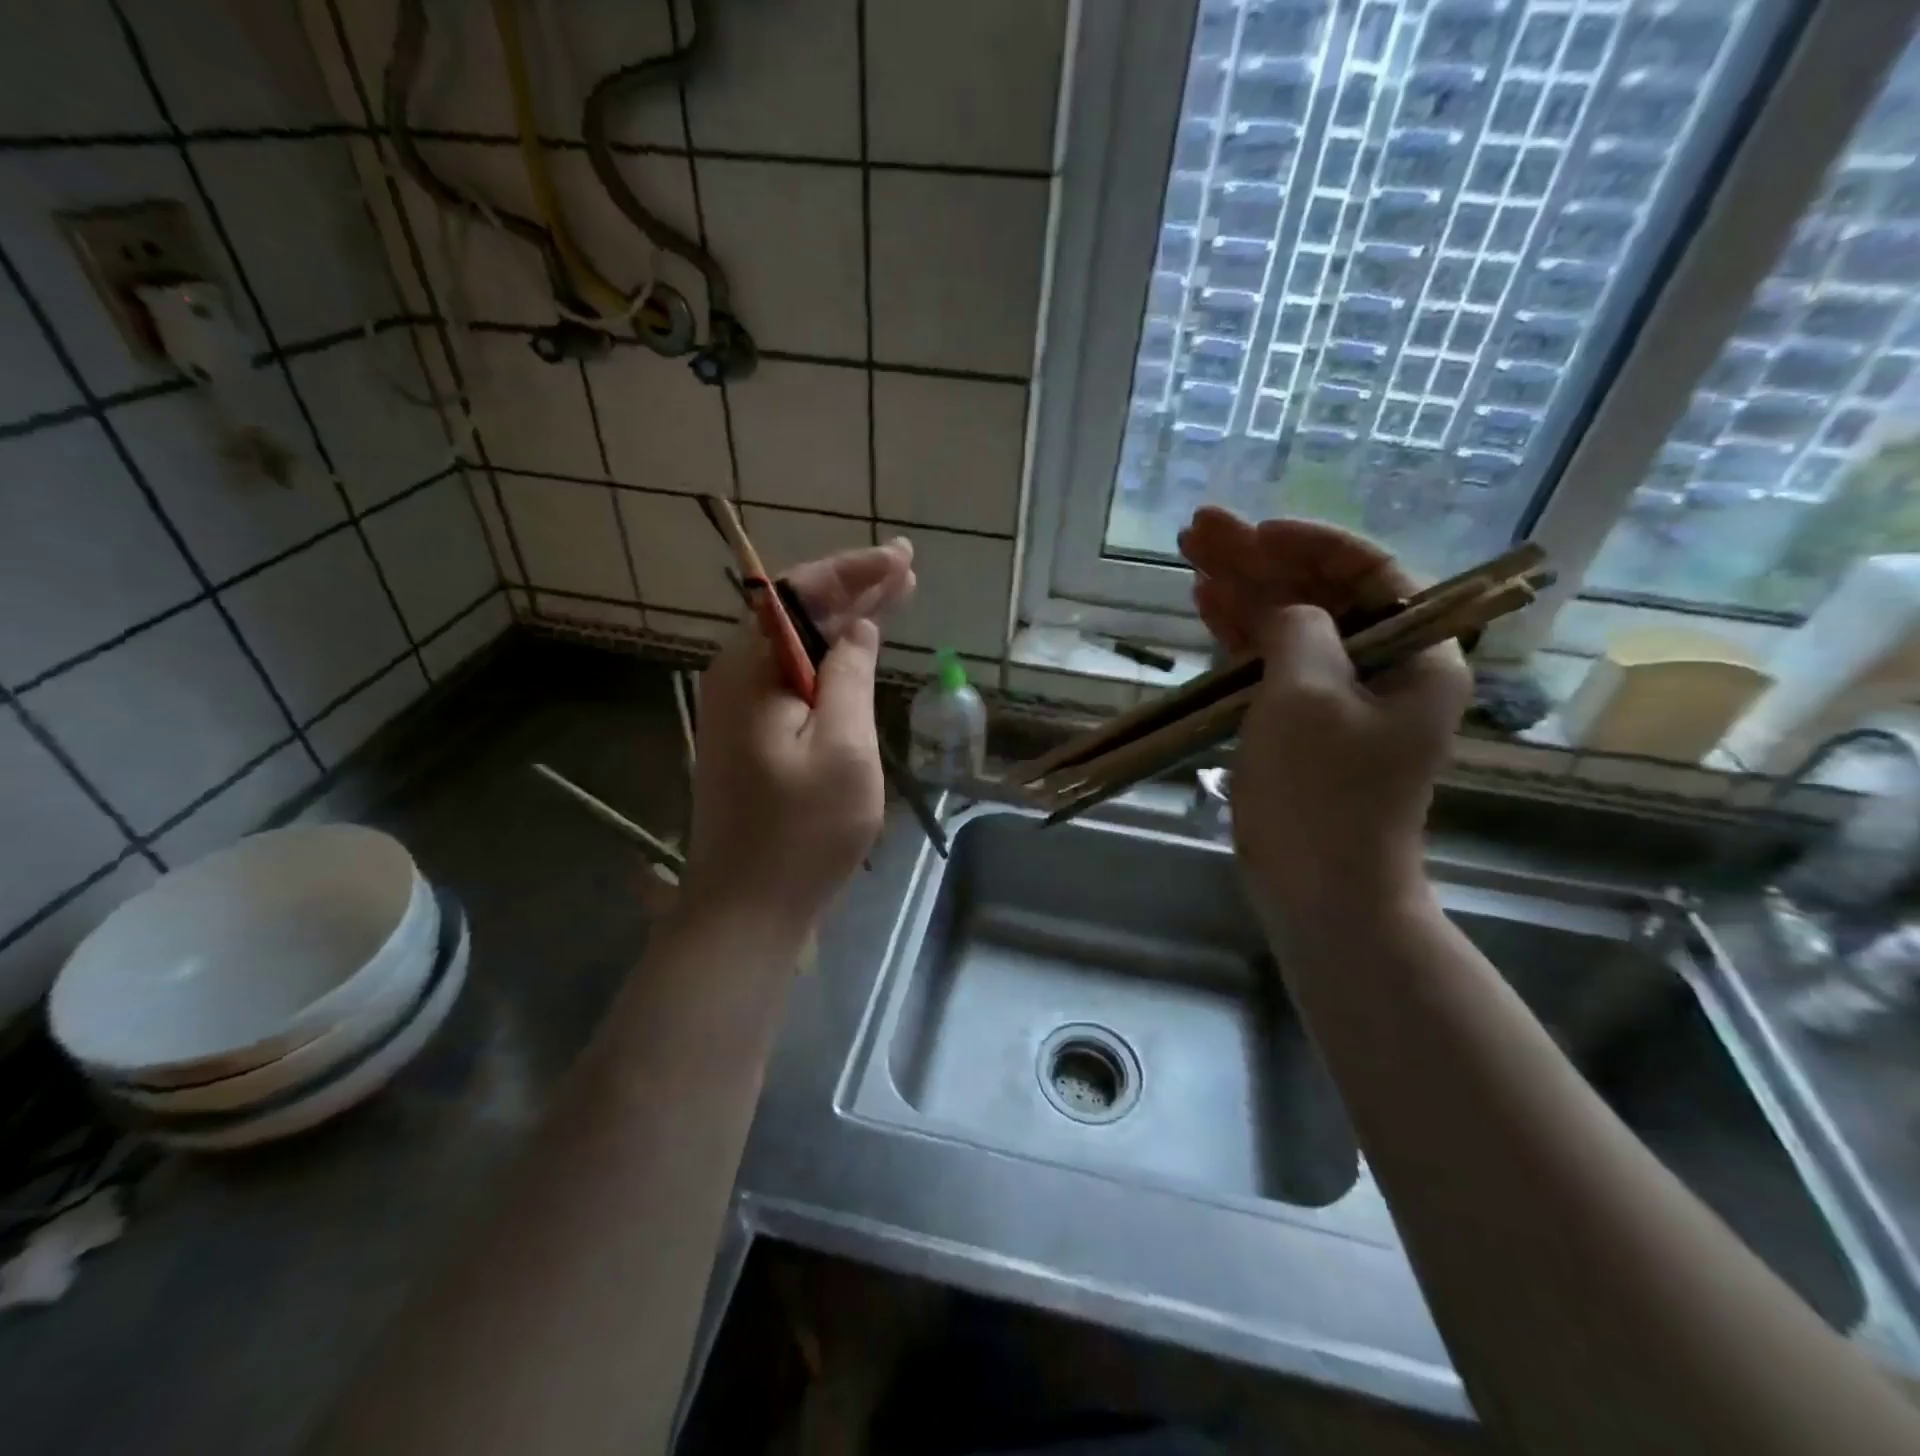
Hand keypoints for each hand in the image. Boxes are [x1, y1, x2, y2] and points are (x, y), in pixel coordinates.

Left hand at [681, 539, 915, 935]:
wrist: (748, 908)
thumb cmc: (801, 832)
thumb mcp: (843, 748)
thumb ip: (849, 677)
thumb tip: (858, 630)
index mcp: (751, 670)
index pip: (799, 594)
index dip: (853, 571)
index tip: (901, 559)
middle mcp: (737, 678)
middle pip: (797, 615)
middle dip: (853, 588)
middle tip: (906, 567)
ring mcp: (741, 709)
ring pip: (798, 647)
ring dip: (845, 621)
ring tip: (893, 595)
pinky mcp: (753, 737)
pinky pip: (795, 680)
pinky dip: (832, 661)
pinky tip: (859, 653)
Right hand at [1179, 507, 1468, 915]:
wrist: (1319, 890)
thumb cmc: (1322, 793)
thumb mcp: (1307, 695)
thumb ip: (1297, 630)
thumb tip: (1282, 611)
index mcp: (1416, 657)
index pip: (1372, 573)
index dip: (1313, 545)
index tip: (1258, 532)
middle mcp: (1384, 670)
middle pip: (1321, 595)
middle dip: (1260, 560)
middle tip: (1200, 528)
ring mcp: (1338, 700)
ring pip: (1289, 626)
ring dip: (1243, 591)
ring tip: (1191, 555)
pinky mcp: (1300, 726)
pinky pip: (1271, 664)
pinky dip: (1239, 635)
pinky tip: (1205, 605)